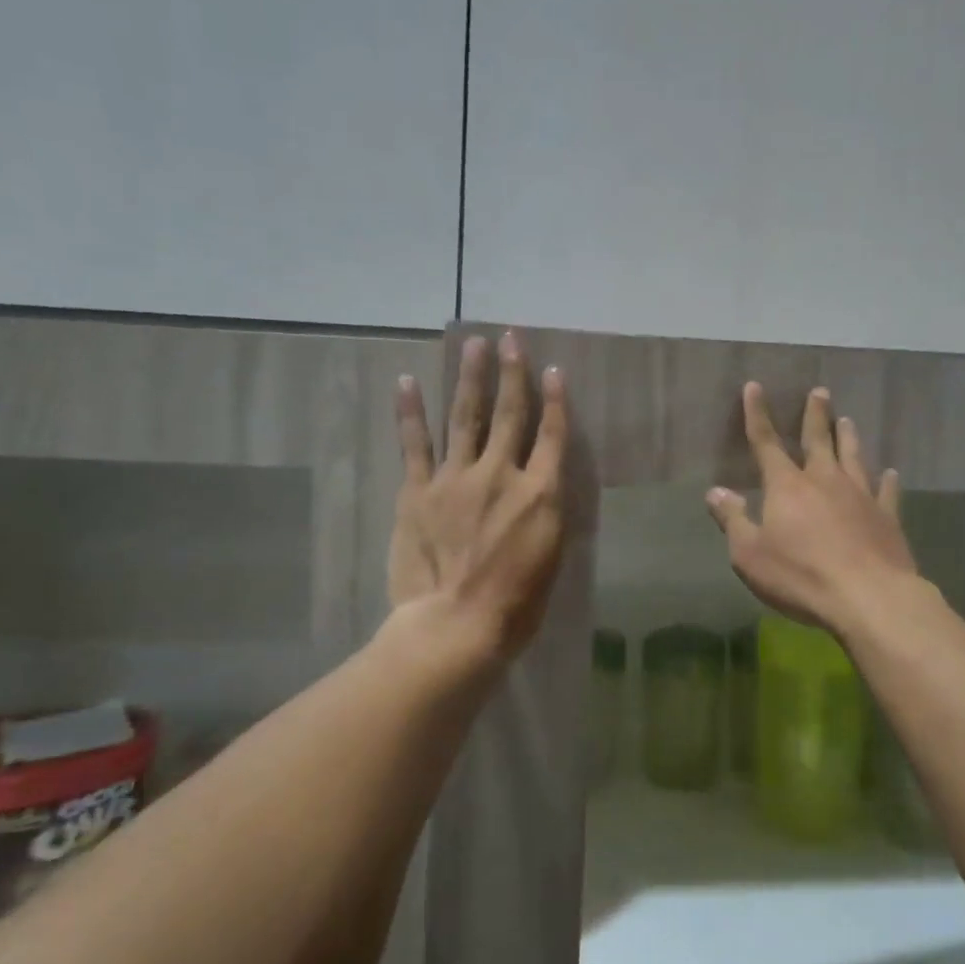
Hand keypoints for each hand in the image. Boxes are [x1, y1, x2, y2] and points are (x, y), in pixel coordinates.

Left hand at [389, 332, 568, 658]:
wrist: (457, 624)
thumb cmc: (516, 604)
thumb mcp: (551, 557)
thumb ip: (547, 513)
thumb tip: (544, 487)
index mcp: (540, 493)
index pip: (553, 435)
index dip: (555, 400)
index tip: (554, 370)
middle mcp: (502, 474)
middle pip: (509, 414)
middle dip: (512, 373)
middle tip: (511, 338)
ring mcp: (456, 478)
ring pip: (465, 417)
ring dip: (470, 378)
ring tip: (473, 345)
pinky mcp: (419, 491)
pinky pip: (415, 444)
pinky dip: (411, 412)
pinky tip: (409, 382)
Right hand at [706, 383, 917, 635]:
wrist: (868, 597)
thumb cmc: (800, 576)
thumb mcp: (749, 554)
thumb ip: (733, 520)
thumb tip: (714, 492)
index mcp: (787, 487)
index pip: (766, 443)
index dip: (757, 415)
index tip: (755, 387)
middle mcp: (824, 481)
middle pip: (818, 440)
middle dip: (815, 415)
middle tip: (820, 392)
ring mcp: (860, 496)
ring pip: (853, 457)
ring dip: (848, 437)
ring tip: (847, 419)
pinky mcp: (887, 517)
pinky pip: (887, 491)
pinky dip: (888, 480)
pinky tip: (891, 472)